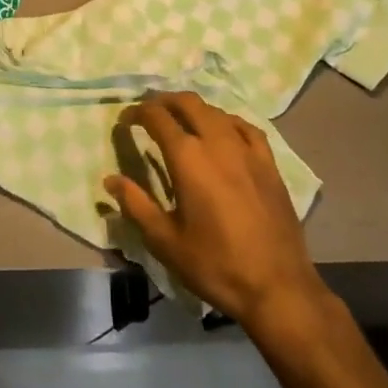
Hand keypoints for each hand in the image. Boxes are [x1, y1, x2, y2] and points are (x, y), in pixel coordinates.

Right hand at [104, 91, 327, 329]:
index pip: (157, 117)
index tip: (125, 120)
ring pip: (215, 111)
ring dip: (193, 109)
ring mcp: (246, 149)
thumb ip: (136, 205)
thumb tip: (110, 179)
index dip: (137, 112)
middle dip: (164, 101)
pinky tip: (223, 131)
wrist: (277, 287)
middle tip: (149, 111)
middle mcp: (217, 141)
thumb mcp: (166, 241)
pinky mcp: (268, 162)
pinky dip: (226, 121)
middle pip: (187, 102)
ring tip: (181, 120)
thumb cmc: (215, 265)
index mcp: (188, 157)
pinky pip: (244, 127)